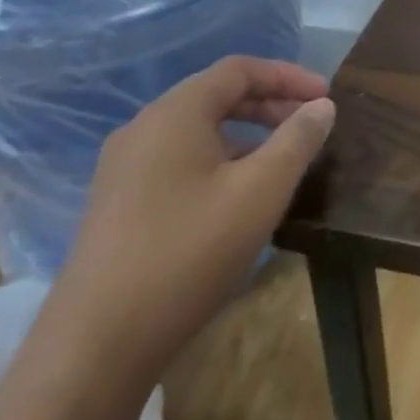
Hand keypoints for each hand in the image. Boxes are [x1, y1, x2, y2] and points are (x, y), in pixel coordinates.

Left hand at [52, 56, 335, 370]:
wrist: (94, 349)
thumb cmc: (188, 253)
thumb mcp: (261, 191)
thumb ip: (298, 139)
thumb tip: (322, 106)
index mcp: (175, 114)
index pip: (239, 70)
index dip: (288, 76)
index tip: (325, 96)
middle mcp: (143, 129)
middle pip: (216, 95)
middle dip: (269, 103)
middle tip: (310, 122)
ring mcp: (123, 169)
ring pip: (197, 129)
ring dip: (246, 132)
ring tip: (282, 158)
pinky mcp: (117, 204)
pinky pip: (178, 159)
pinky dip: (219, 158)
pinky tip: (239, 194)